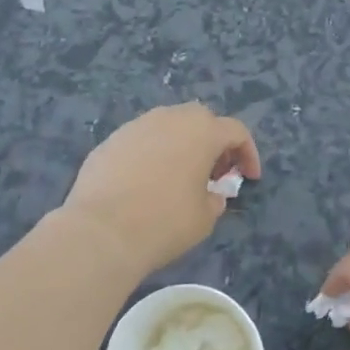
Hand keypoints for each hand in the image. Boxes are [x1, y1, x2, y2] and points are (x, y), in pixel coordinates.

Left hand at [62, 103, 260, 275]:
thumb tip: (211, 193)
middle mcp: (170, 118)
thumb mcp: (205, 218)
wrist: (101, 231)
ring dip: (180, 145)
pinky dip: (151, 154)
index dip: (248, 153)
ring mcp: (136, 126)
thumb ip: (215, 198)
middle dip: (213, 142)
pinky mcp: (109, 140)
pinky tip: (145, 182)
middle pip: (201, 120)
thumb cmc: (164, 222)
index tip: (249, 178)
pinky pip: (140, 140)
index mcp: (202, 131)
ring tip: (179, 176)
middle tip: (214, 173)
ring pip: (167, 126)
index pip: (236, 131)